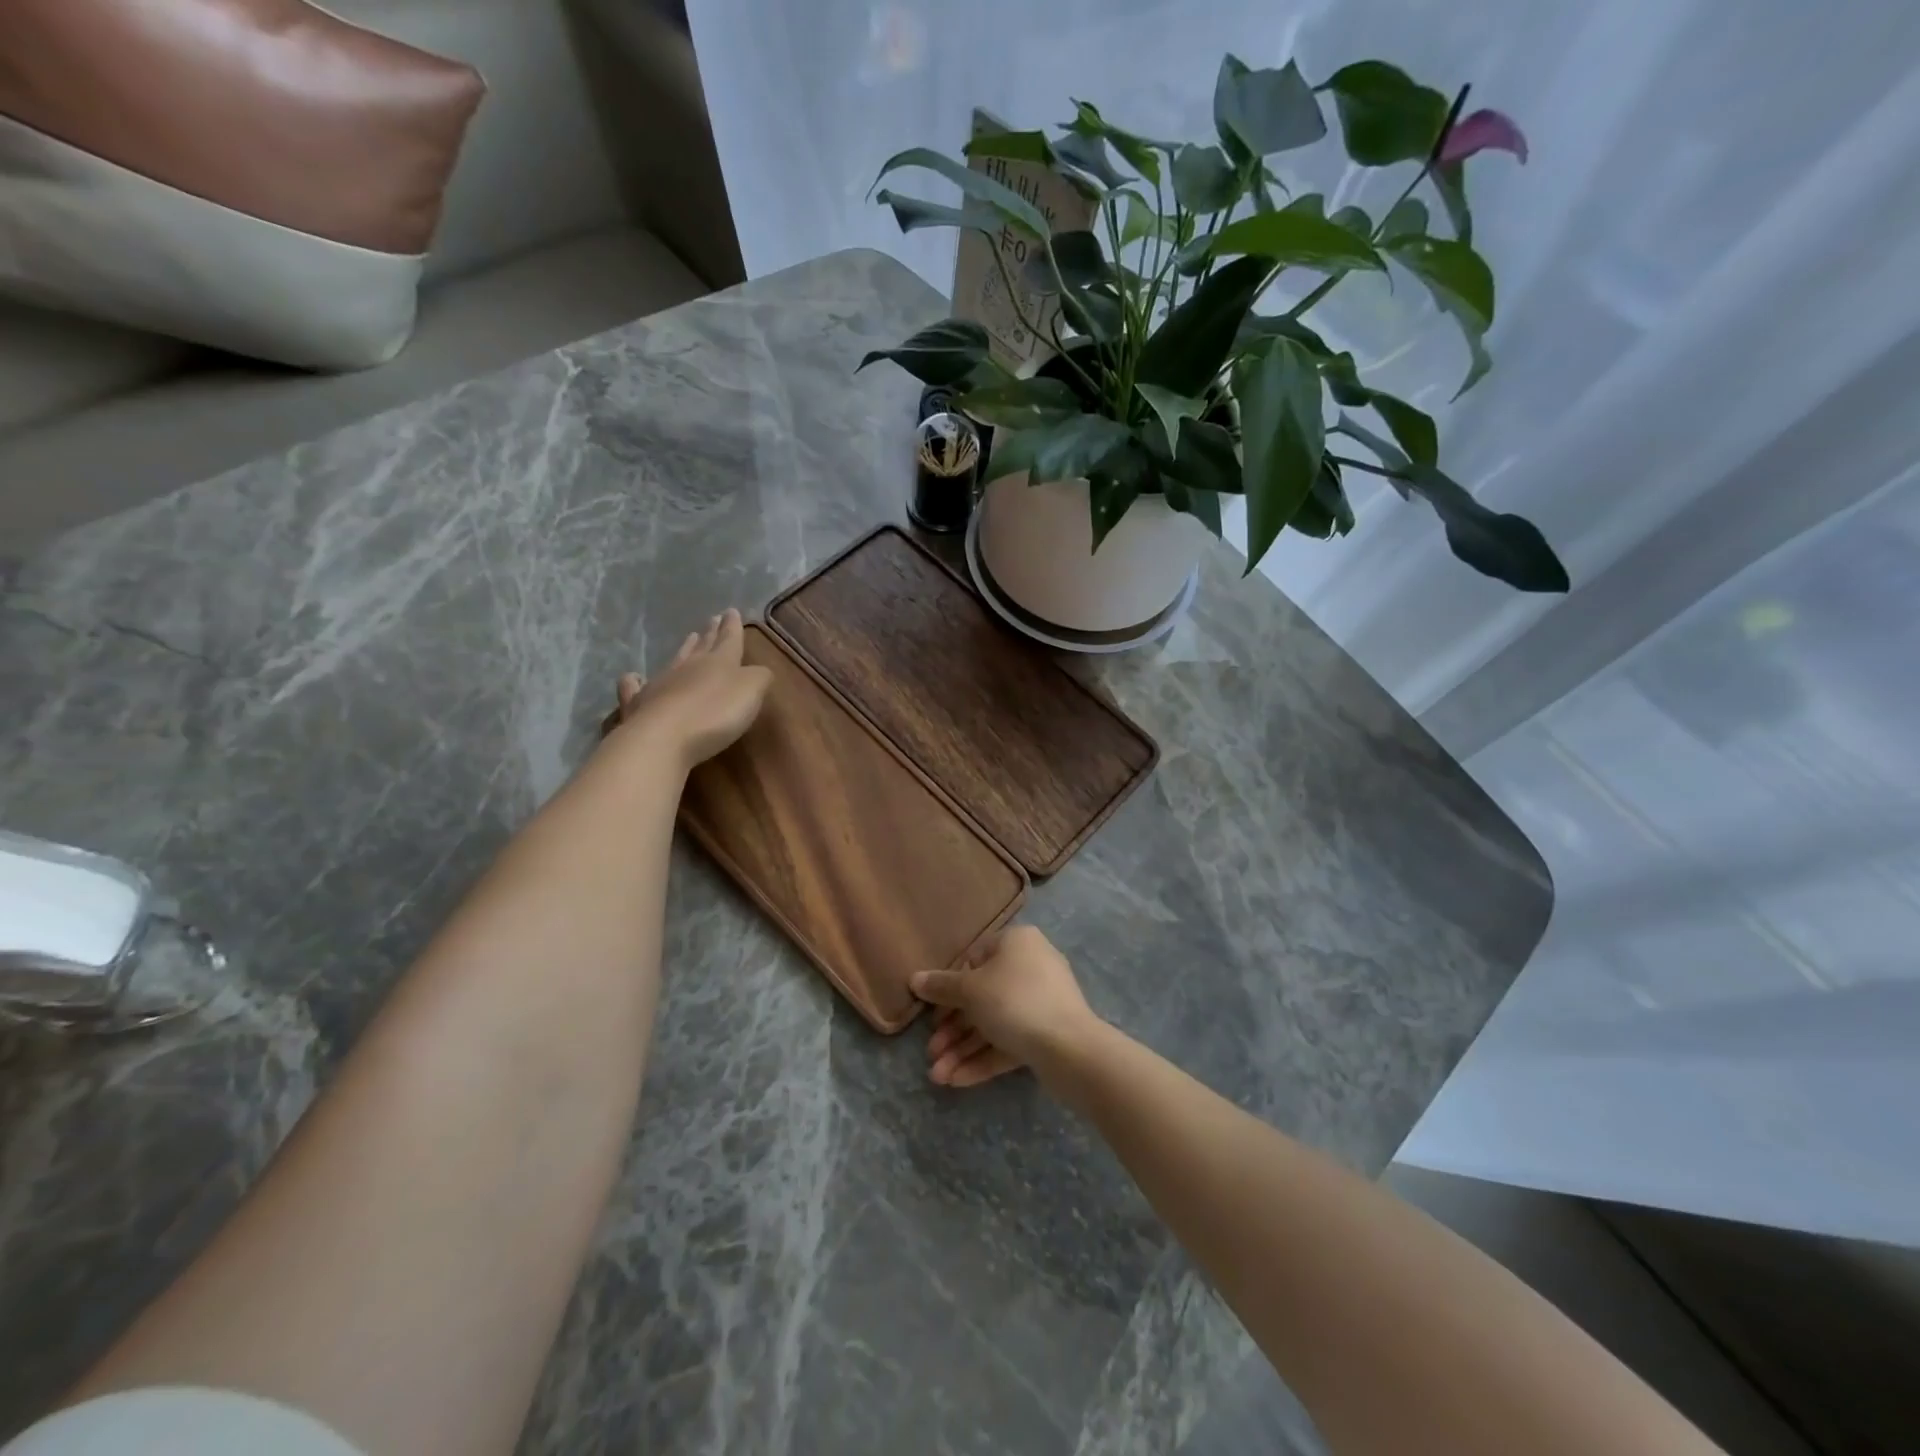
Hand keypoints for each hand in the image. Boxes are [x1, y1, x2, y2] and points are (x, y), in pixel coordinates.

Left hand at [612, 608, 771, 769]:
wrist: (664, 738)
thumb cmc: (716, 714)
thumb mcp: (751, 691)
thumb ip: (759, 677)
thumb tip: (758, 671)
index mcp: (720, 662)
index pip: (729, 639)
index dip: (732, 626)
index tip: (731, 611)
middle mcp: (689, 667)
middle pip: (703, 647)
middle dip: (711, 633)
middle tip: (713, 619)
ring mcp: (661, 684)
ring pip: (675, 660)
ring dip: (684, 649)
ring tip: (690, 638)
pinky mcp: (639, 706)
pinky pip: (634, 688)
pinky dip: (634, 682)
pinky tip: (632, 677)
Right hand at [912, 926, 1101, 1087]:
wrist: (1070, 1048)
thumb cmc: (1014, 1001)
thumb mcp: (970, 990)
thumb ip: (941, 986)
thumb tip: (915, 979)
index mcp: (1016, 943)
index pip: (974, 959)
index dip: (949, 987)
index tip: (932, 1012)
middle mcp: (1031, 967)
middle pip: (982, 997)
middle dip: (953, 1029)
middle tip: (931, 1052)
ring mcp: (1041, 1003)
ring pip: (993, 1024)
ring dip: (963, 1049)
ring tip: (938, 1077)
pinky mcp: (1046, 1035)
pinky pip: (1009, 1042)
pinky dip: (983, 1059)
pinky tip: (956, 1081)